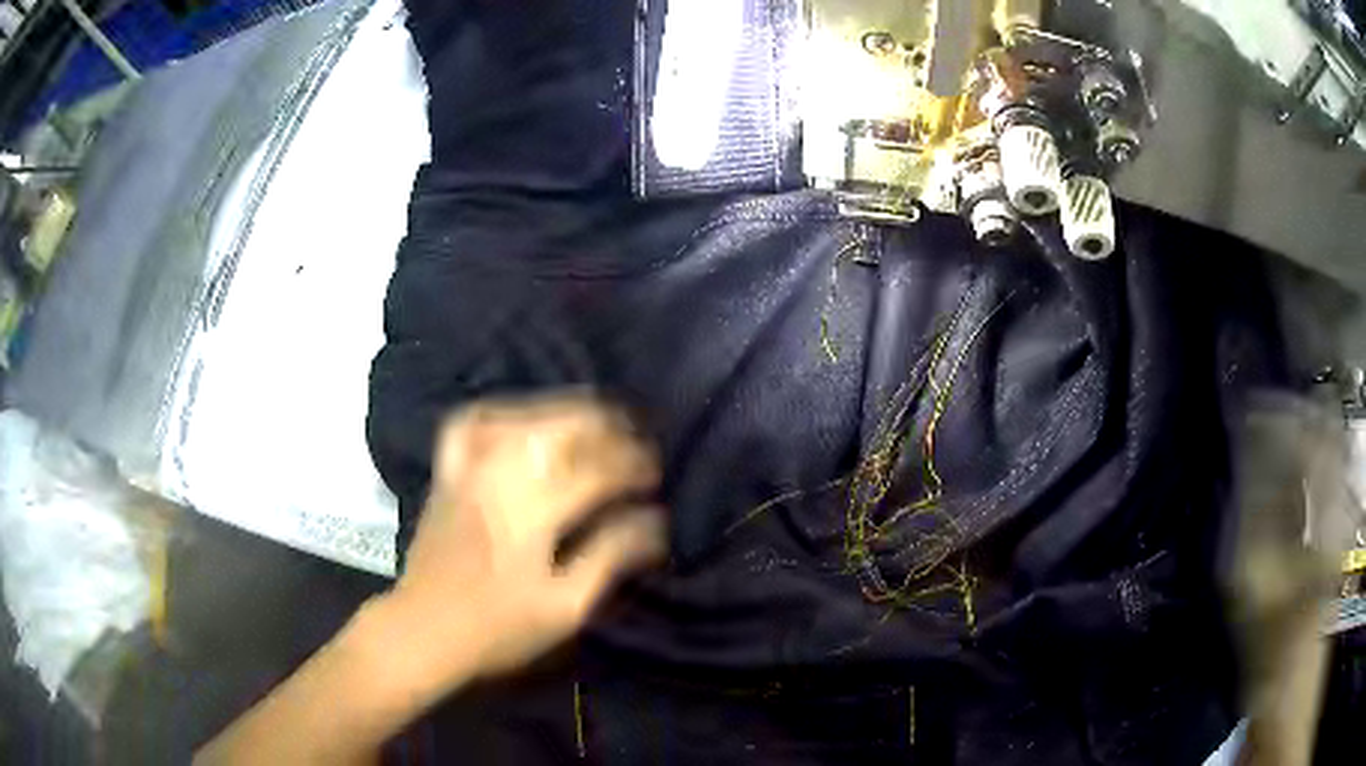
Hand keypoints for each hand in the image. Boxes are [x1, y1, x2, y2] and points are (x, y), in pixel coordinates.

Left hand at [388, 394, 667, 682]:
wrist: (423, 629)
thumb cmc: (498, 629)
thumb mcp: (564, 607)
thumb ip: (609, 557)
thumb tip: (653, 522)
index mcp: (532, 514)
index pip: (595, 472)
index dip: (632, 467)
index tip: (655, 476)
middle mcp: (500, 477)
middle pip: (560, 429)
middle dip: (605, 427)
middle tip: (632, 440)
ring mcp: (468, 469)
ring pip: (520, 417)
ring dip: (563, 411)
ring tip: (593, 420)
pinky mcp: (447, 473)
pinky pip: (469, 424)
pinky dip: (499, 412)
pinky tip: (521, 419)